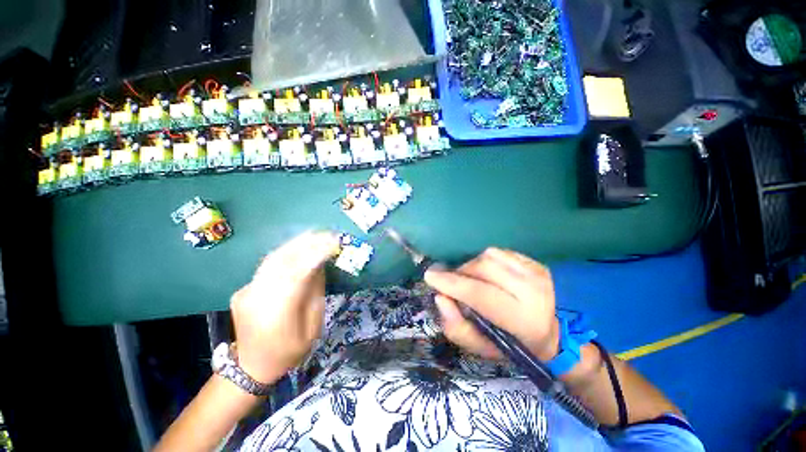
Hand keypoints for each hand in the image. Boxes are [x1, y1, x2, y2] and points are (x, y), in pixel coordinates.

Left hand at [229, 231, 340, 384]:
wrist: (251, 366)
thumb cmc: (289, 352)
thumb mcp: (312, 328)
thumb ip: (316, 294)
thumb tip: (320, 266)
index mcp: (276, 313)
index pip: (297, 274)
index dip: (316, 255)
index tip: (334, 243)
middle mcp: (257, 297)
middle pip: (282, 261)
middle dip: (307, 243)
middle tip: (327, 233)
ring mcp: (247, 291)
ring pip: (272, 259)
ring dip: (296, 243)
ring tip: (315, 234)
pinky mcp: (244, 288)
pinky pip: (267, 266)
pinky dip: (286, 252)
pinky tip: (299, 246)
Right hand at [424, 248, 559, 361]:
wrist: (557, 332)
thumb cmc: (515, 344)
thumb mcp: (483, 347)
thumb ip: (457, 327)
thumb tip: (441, 298)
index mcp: (523, 319)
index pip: (479, 293)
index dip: (451, 283)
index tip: (430, 276)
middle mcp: (533, 290)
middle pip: (481, 267)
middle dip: (460, 273)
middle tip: (454, 283)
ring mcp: (536, 271)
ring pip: (488, 255)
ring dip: (472, 266)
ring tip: (473, 279)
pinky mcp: (534, 261)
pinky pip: (498, 252)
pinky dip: (485, 260)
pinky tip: (488, 274)